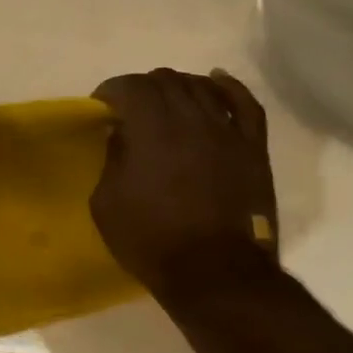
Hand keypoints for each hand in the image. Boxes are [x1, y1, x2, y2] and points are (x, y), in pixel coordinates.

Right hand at [89, 67, 278, 298]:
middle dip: (142, 87)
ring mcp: (227, 131)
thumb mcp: (106, 201)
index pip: (131, 87)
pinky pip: (245, 104)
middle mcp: (191, 119)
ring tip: (164, 100)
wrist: (214, 272)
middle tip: (129, 107)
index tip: (100, 107)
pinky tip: (216, 79)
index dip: (112, 90)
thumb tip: (122, 136)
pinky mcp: (252, 148)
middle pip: (166, 81)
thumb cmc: (150, 238)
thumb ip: (113, 159)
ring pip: (201, 86)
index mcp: (151, 129)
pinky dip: (228, 87)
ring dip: (177, 85)